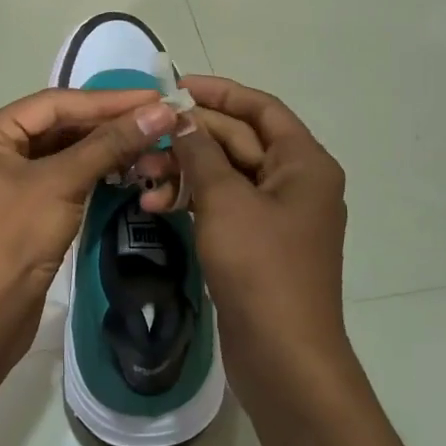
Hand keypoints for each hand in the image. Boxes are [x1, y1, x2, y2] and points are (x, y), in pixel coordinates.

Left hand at [0, 87, 178, 361]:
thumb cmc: (13, 240)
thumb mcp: (62, 184)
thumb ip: (110, 144)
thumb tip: (160, 111)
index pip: (56, 103)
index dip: (108, 100)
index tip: (155, 96)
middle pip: (60, 125)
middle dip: (109, 123)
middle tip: (159, 118)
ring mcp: (8, 178)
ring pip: (65, 151)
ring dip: (106, 147)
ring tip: (151, 140)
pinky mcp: (25, 205)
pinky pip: (64, 175)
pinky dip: (95, 170)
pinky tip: (128, 166)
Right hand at [168, 76, 350, 403]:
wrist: (283, 357)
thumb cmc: (261, 268)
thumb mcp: (225, 200)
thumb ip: (201, 152)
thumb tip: (181, 117)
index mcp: (303, 163)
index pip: (260, 108)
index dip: (218, 93)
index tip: (174, 87)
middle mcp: (295, 182)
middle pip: (238, 141)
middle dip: (190, 138)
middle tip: (144, 137)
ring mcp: (276, 216)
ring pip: (225, 175)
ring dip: (184, 171)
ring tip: (141, 178)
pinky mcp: (256, 243)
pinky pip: (222, 206)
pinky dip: (192, 201)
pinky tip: (156, 205)